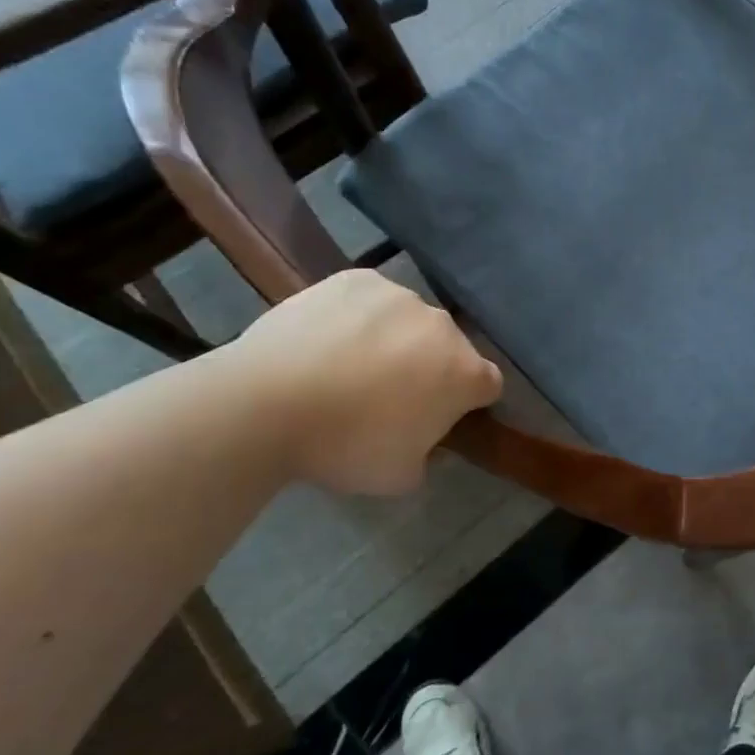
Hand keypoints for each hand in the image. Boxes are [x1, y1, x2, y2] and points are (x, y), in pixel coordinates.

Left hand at [226, 270, 502, 496]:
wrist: (267, 403)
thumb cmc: (345, 446)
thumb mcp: (399, 476)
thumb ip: (427, 456)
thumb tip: (423, 442)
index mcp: (465, 373)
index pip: (488, 384)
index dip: (466, 402)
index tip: (437, 417)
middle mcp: (444, 326)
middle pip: (449, 347)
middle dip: (430, 367)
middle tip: (387, 395)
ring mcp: (400, 296)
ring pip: (409, 320)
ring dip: (396, 339)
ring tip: (348, 364)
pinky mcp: (358, 279)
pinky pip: (370, 299)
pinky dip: (358, 316)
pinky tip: (326, 339)